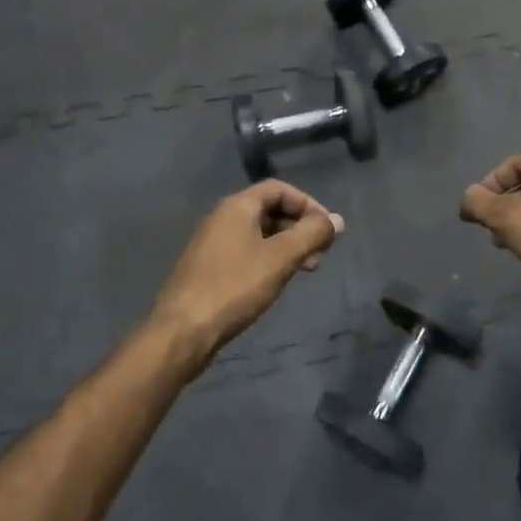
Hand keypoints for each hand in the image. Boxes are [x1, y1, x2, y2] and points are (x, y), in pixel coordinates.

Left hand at [149, 180, 343, 365]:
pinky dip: (268, 259)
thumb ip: (311, 235)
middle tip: (320, 253)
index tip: (327, 228)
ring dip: (286, 246)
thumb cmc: (234, 287)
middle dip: (299, 227)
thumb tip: (337, 220)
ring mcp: (212, 244)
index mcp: (237, 207)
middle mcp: (222, 218)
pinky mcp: (208, 269)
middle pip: (269, 210)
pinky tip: (276, 282)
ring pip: (258, 234)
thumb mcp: (280, 258)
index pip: (279, 189)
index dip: (307, 203)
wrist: (182, 331)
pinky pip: (246, 252)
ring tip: (306, 270)